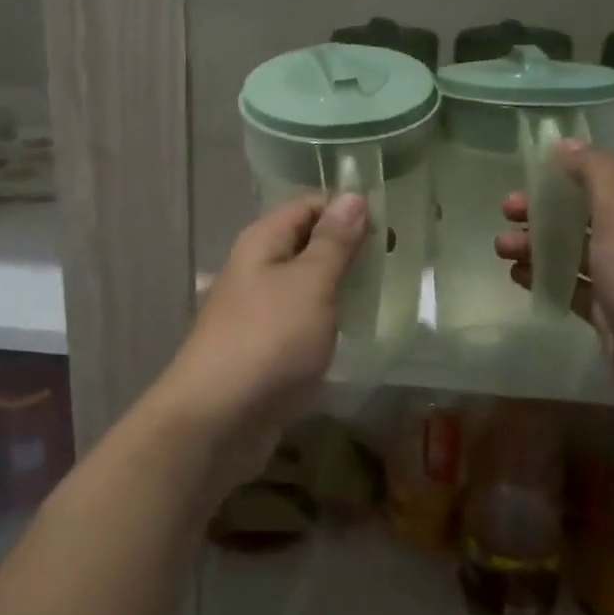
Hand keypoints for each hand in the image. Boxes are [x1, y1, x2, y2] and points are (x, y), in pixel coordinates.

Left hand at [157, 194, 368, 485]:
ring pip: (305, 286)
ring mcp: (257, 310)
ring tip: (385, 297)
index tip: (391, 227)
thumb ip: (333, 243)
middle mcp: (255, 269)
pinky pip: (301, 322)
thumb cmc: (268, 340)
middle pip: (306, 245)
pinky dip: (327, 322)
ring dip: (341, 288)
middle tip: (397, 263)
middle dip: (349, 251)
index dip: (347, 210)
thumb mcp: (310, 284)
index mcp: (262, 242)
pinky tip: (354, 334)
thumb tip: (353, 196)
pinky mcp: (263, 348)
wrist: (217, 419)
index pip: (308, 206)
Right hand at [496, 142, 613, 440]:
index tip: (529, 171)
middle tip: (507, 211)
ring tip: (503, 250)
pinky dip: (545, 276)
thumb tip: (567, 145)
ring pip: (574, 248)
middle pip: (585, 209)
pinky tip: (518, 276)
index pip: (610, 171)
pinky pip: (572, 284)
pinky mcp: (612, 310)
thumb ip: (596, 174)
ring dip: (537, 243)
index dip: (570, 167)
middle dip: (544, 208)